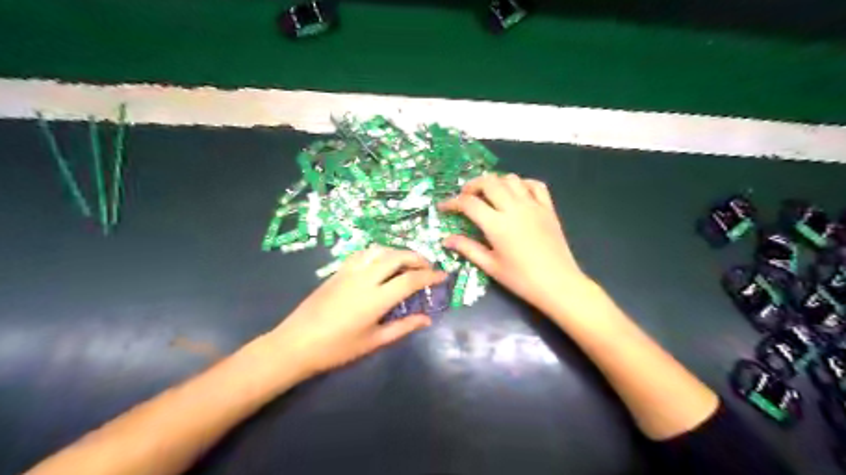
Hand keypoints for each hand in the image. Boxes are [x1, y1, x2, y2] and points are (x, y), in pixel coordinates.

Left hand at [267, 247, 445, 379]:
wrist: (295, 344)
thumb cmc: (337, 349)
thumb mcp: (373, 341)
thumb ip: (402, 327)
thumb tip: (427, 319)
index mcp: (376, 299)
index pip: (410, 279)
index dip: (430, 276)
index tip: (444, 276)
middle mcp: (365, 278)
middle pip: (397, 257)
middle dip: (417, 258)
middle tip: (428, 268)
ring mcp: (349, 271)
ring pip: (380, 250)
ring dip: (399, 252)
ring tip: (408, 263)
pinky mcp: (338, 271)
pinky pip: (363, 253)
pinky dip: (379, 252)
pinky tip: (382, 261)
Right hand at [440, 175, 585, 315]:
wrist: (558, 284)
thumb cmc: (521, 279)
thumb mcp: (490, 266)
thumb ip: (467, 248)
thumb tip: (446, 240)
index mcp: (497, 225)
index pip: (469, 203)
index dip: (452, 203)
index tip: (444, 208)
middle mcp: (514, 208)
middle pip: (488, 182)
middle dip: (472, 185)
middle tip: (465, 197)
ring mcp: (533, 205)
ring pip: (511, 179)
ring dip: (495, 182)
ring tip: (489, 194)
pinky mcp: (548, 208)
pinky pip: (535, 184)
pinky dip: (522, 183)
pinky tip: (516, 193)